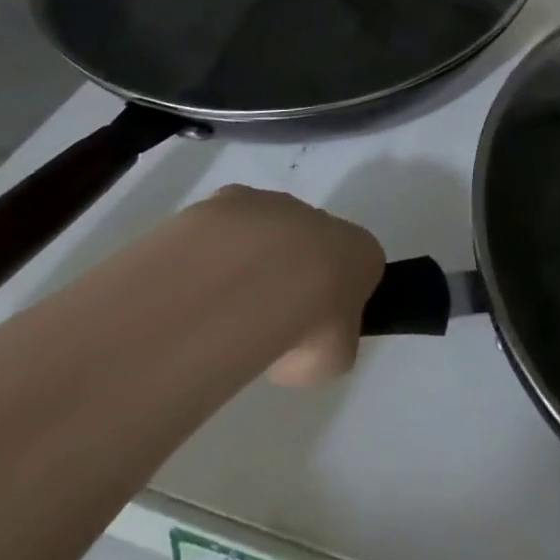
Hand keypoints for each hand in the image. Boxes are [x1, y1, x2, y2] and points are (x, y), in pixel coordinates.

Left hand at [187, 186, 383, 387]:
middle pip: (310, 244)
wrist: (250, 286)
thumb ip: (327, 344)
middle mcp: (323, 218)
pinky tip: (199, 285)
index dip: (335, 301)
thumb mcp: (332, 360)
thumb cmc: (308, 326)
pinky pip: (224, 229)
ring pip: (265, 232)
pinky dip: (213, 252)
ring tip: (222, 309)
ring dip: (250, 260)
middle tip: (264, 321)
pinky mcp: (230, 199)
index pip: (357, 269)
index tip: (312, 330)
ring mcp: (275, 204)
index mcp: (361, 251)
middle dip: (289, 274)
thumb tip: (303, 344)